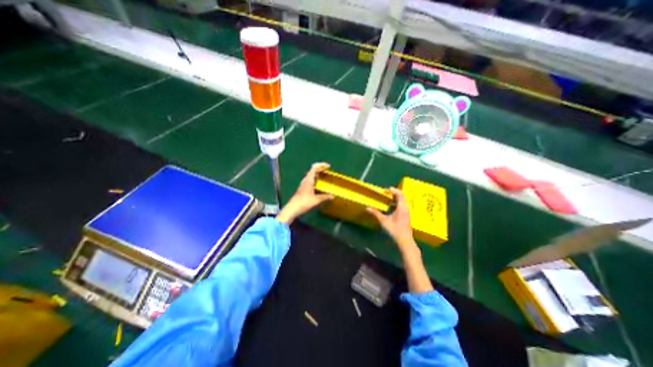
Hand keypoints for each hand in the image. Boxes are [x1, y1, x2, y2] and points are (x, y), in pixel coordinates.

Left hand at [276, 163, 333, 222]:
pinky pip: (310, 180)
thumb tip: (332, 196)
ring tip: (324, 178)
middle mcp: (305, 180)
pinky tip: (319, 186)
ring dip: (318, 174)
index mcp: (309, 179)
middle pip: (313, 170)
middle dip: (321, 169)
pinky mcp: (303, 188)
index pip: (314, 167)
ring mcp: (303, 184)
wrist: (293, 208)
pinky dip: (315, 180)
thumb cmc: (304, 202)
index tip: (328, 166)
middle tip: (327, 171)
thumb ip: (325, 197)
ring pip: (311, 175)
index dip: (321, 165)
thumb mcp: (316, 200)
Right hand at [366, 189, 417, 251]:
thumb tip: (367, 208)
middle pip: (402, 196)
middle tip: (387, 192)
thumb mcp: (384, 221)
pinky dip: (397, 202)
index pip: (399, 194)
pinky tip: (392, 206)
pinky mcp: (406, 215)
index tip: (386, 190)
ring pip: (403, 201)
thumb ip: (376, 214)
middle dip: (395, 192)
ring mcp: (407, 212)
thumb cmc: (395, 230)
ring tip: (389, 197)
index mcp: (401, 207)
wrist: (405, 241)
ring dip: (396, 197)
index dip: (393, 190)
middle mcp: (405, 208)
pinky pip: (402, 205)